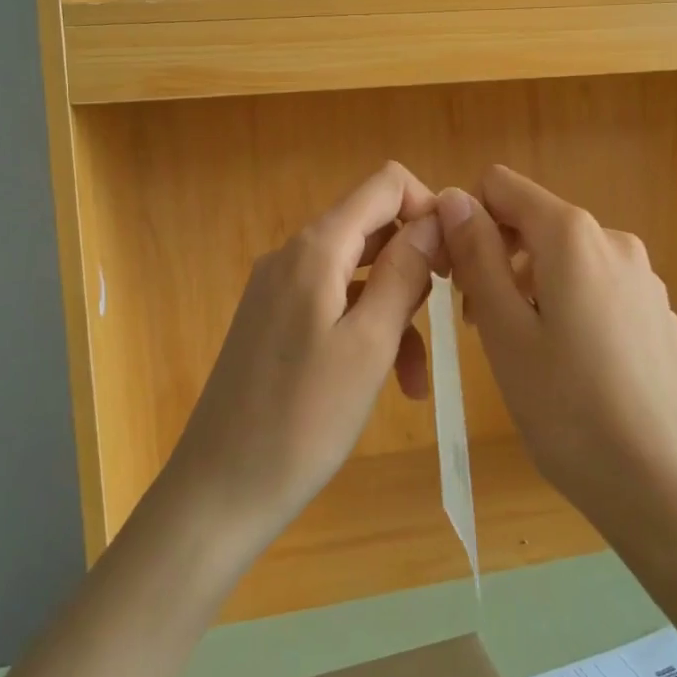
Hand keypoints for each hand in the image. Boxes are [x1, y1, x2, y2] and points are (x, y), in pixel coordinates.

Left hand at [163, 162, 443, 549]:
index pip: (384, 185)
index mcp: (315, 249)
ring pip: (358, 276)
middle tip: (449, 317)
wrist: (220, 490)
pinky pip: (333, 307)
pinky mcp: (274, 323)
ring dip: (396, 313)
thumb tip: (435, 216)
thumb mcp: (369, 343)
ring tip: (416, 378)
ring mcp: (279, 290)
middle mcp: (293, 256)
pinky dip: (365, 332)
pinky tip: (389, 384)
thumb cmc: (303, 419)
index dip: (428, 207)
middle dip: (417, 266)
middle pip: (373, 230)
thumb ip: (405, 272)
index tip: (455, 257)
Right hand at [436, 166, 676, 537]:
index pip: (502, 186)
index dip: (469, 220)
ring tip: (522, 352)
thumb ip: (477, 255)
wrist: (662, 485)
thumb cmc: (567, 409)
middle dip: (498, 258)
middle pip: (536, 223)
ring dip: (531, 287)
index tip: (457, 276)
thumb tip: (453, 197)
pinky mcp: (659, 313)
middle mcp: (614, 241)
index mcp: (573, 236)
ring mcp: (644, 278)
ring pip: (566, 259)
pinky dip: (570, 307)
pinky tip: (571, 367)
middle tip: (479, 324)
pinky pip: (598, 288)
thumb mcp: (503, 330)